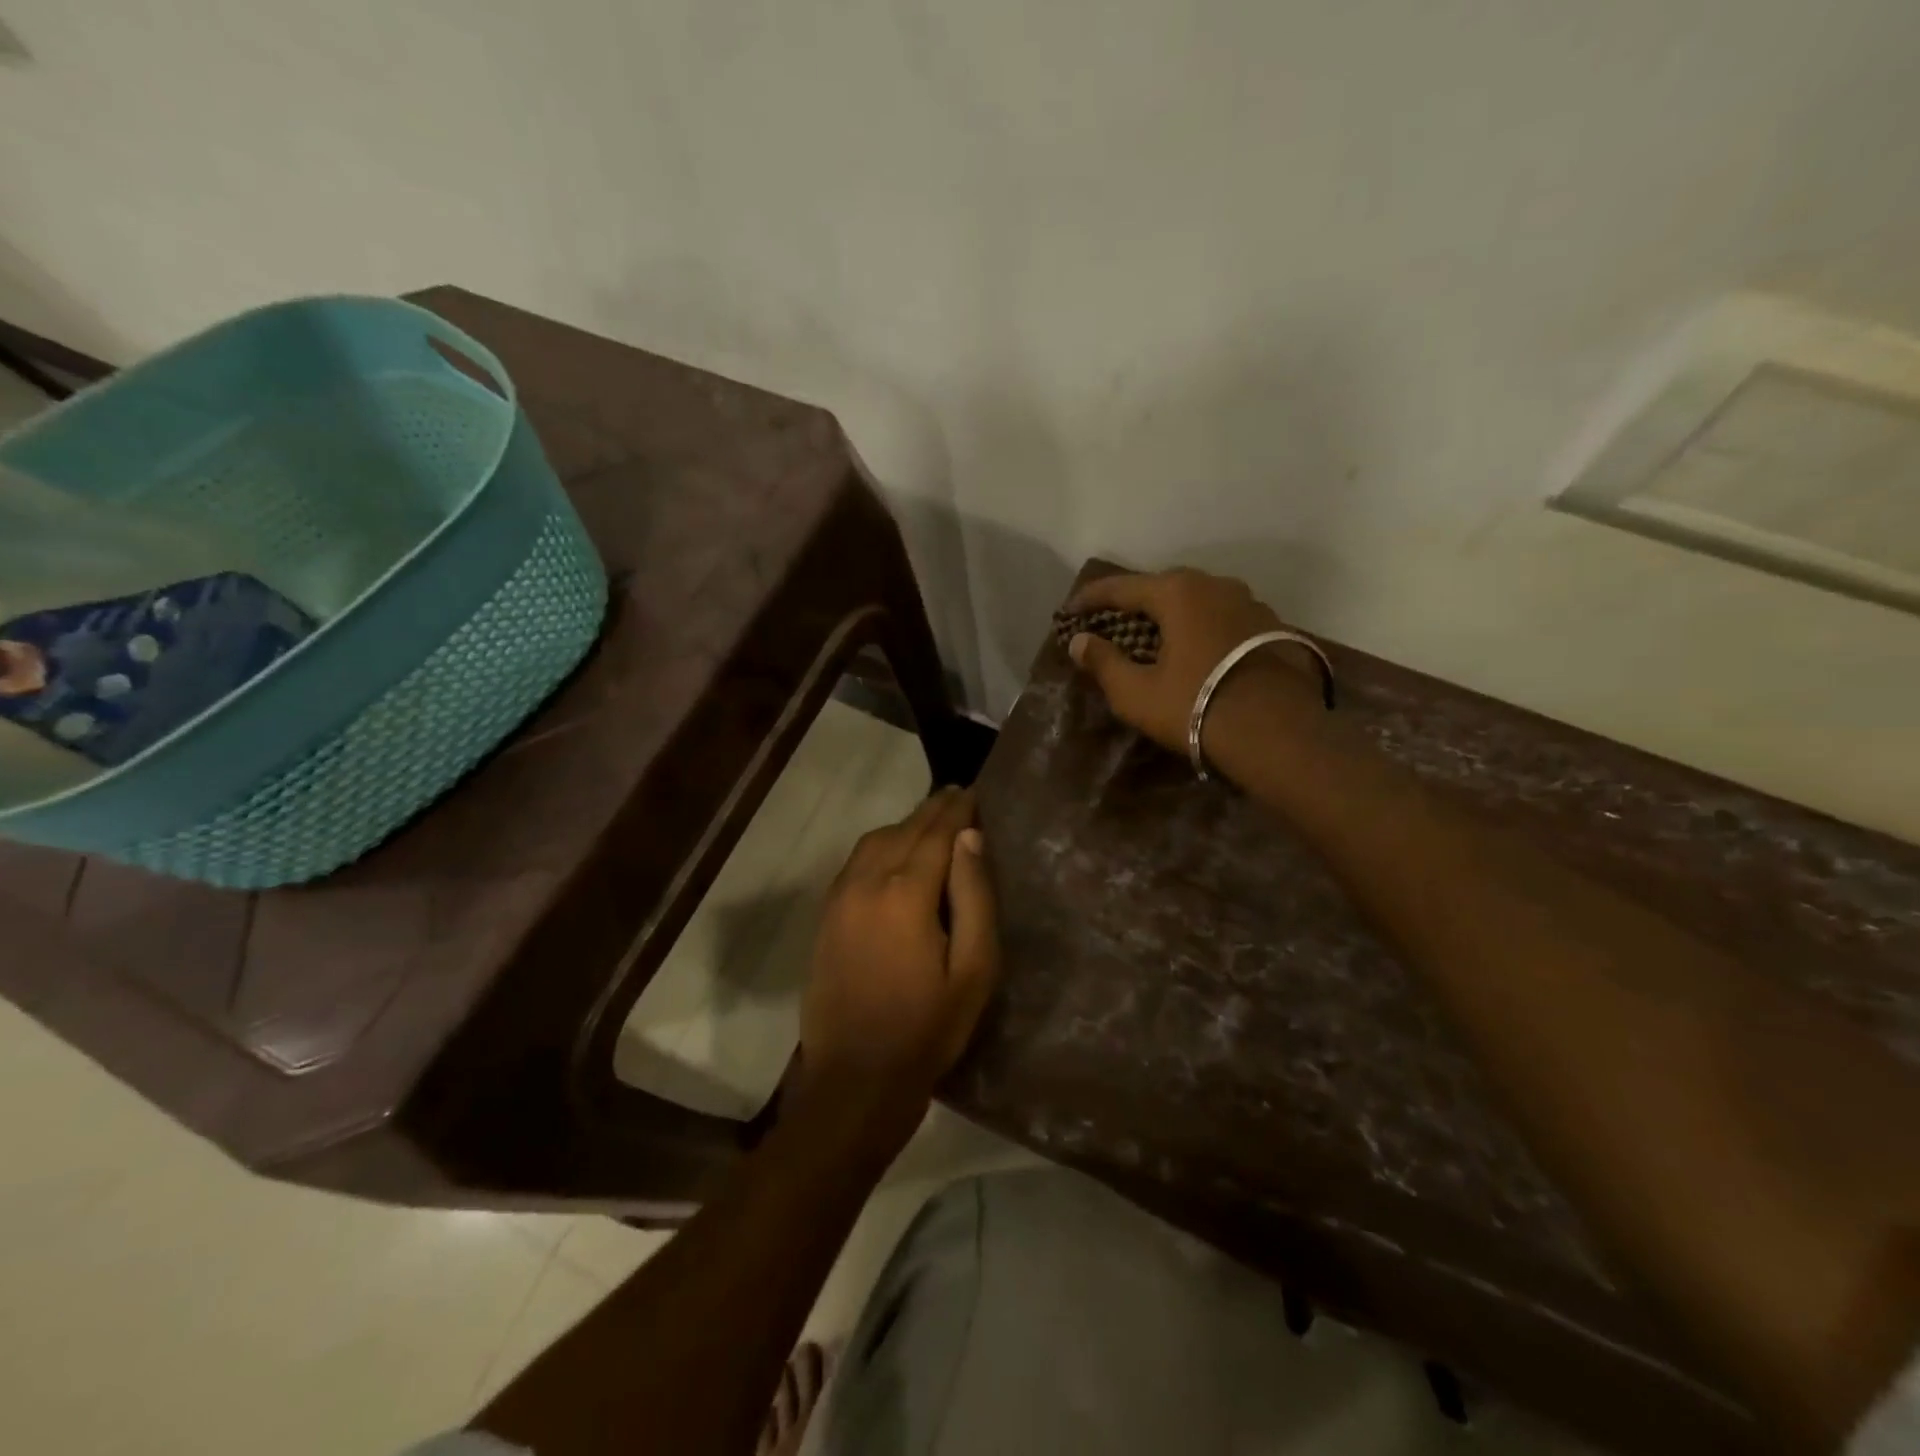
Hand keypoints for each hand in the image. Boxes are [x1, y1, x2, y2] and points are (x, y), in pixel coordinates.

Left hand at [796, 787, 999, 1146]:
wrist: (855, 1079)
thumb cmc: (928, 1029)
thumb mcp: (973, 970)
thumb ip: (974, 898)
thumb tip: (970, 838)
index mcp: (905, 893)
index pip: (935, 833)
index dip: (957, 810)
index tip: (974, 792)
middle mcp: (866, 883)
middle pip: (903, 830)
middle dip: (932, 810)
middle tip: (956, 796)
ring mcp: (839, 898)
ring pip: (874, 841)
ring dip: (904, 825)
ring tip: (931, 821)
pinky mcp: (826, 916)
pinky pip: (855, 862)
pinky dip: (880, 845)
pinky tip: (894, 852)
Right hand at [1063, 568, 1321, 757]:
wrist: (1277, 732)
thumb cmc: (1196, 706)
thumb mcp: (1136, 692)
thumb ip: (1104, 662)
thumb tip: (1079, 641)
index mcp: (1177, 593)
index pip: (1121, 587)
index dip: (1090, 598)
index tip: (1070, 611)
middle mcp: (1214, 585)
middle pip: (1162, 587)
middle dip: (1133, 603)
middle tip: (1111, 621)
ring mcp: (1248, 603)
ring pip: (1197, 601)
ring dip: (1170, 614)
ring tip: (1154, 636)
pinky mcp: (1271, 626)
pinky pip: (1221, 618)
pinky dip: (1200, 627)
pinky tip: (1195, 651)